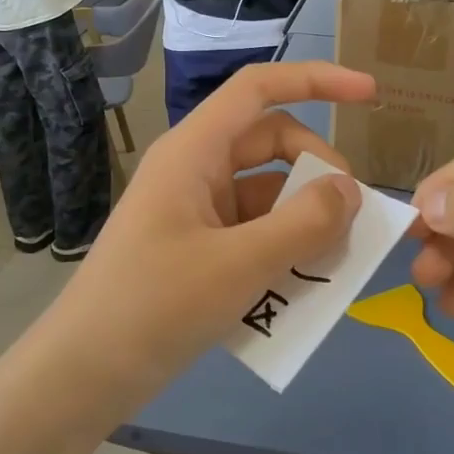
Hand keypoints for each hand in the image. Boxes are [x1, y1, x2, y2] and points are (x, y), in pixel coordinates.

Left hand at [41, 62, 376, 409]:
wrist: (84, 373)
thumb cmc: (155, 306)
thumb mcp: (240, 265)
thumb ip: (304, 224)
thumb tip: (350, 191)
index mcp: (194, 151)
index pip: (259, 88)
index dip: (316, 80)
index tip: (369, 95)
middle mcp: (194, 169)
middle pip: (271, 143)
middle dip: (318, 172)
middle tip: (352, 220)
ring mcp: (193, 210)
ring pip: (266, 194)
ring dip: (303, 219)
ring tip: (335, 264)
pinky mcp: (195, 248)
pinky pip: (252, 232)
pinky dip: (281, 250)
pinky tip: (302, 289)